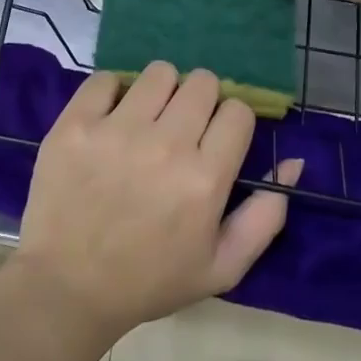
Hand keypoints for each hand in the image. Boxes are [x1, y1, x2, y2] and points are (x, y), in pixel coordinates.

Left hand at [8, 64, 302, 345]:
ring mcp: (116, 129)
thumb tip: (293, 161)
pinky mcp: (76, 123)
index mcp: (204, 178)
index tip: (216, 138)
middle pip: (202, 82)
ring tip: (147, 120)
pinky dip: (114, 93)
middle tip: (182, 127)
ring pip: (159, 73)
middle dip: (200, 101)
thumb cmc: (150, 280)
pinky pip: (106, 79)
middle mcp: (165, 144)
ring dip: (161, 92)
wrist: (67, 287)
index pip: (238, 110)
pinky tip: (111, 119)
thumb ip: (265, 215)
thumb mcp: (222, 267)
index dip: (231, 122)